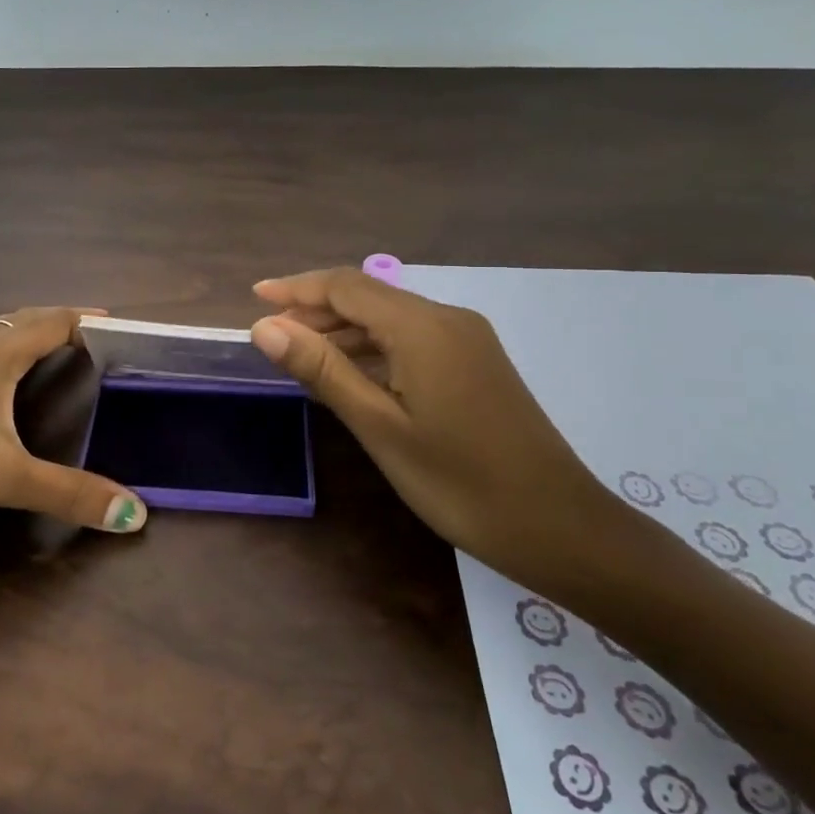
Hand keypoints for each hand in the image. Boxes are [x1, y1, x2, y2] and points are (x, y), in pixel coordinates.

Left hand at [0, 307, 147, 533]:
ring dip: (22, 331)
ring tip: (43, 346)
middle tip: (90, 335)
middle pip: (22, 319)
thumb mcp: (2, 477)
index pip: (53, 322)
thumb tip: (135, 514)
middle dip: (59, 322)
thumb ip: (68, 494)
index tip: (119, 325)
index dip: (87, 321)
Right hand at [250, 268, 617, 586]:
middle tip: (272, 338)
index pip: (346, 286)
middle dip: (316, 310)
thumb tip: (265, 327)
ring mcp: (467, 340)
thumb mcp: (379, 426)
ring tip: (301, 358)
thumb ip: (322, 370)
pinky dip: (374, 349)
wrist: (559, 527)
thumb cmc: (460, 482)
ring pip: (390, 319)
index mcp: (422, 327)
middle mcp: (447, 319)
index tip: (255, 298)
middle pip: (368, 297)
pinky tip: (351, 376)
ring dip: (344, 331)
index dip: (296, 288)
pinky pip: (412, 339)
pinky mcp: (476, 363)